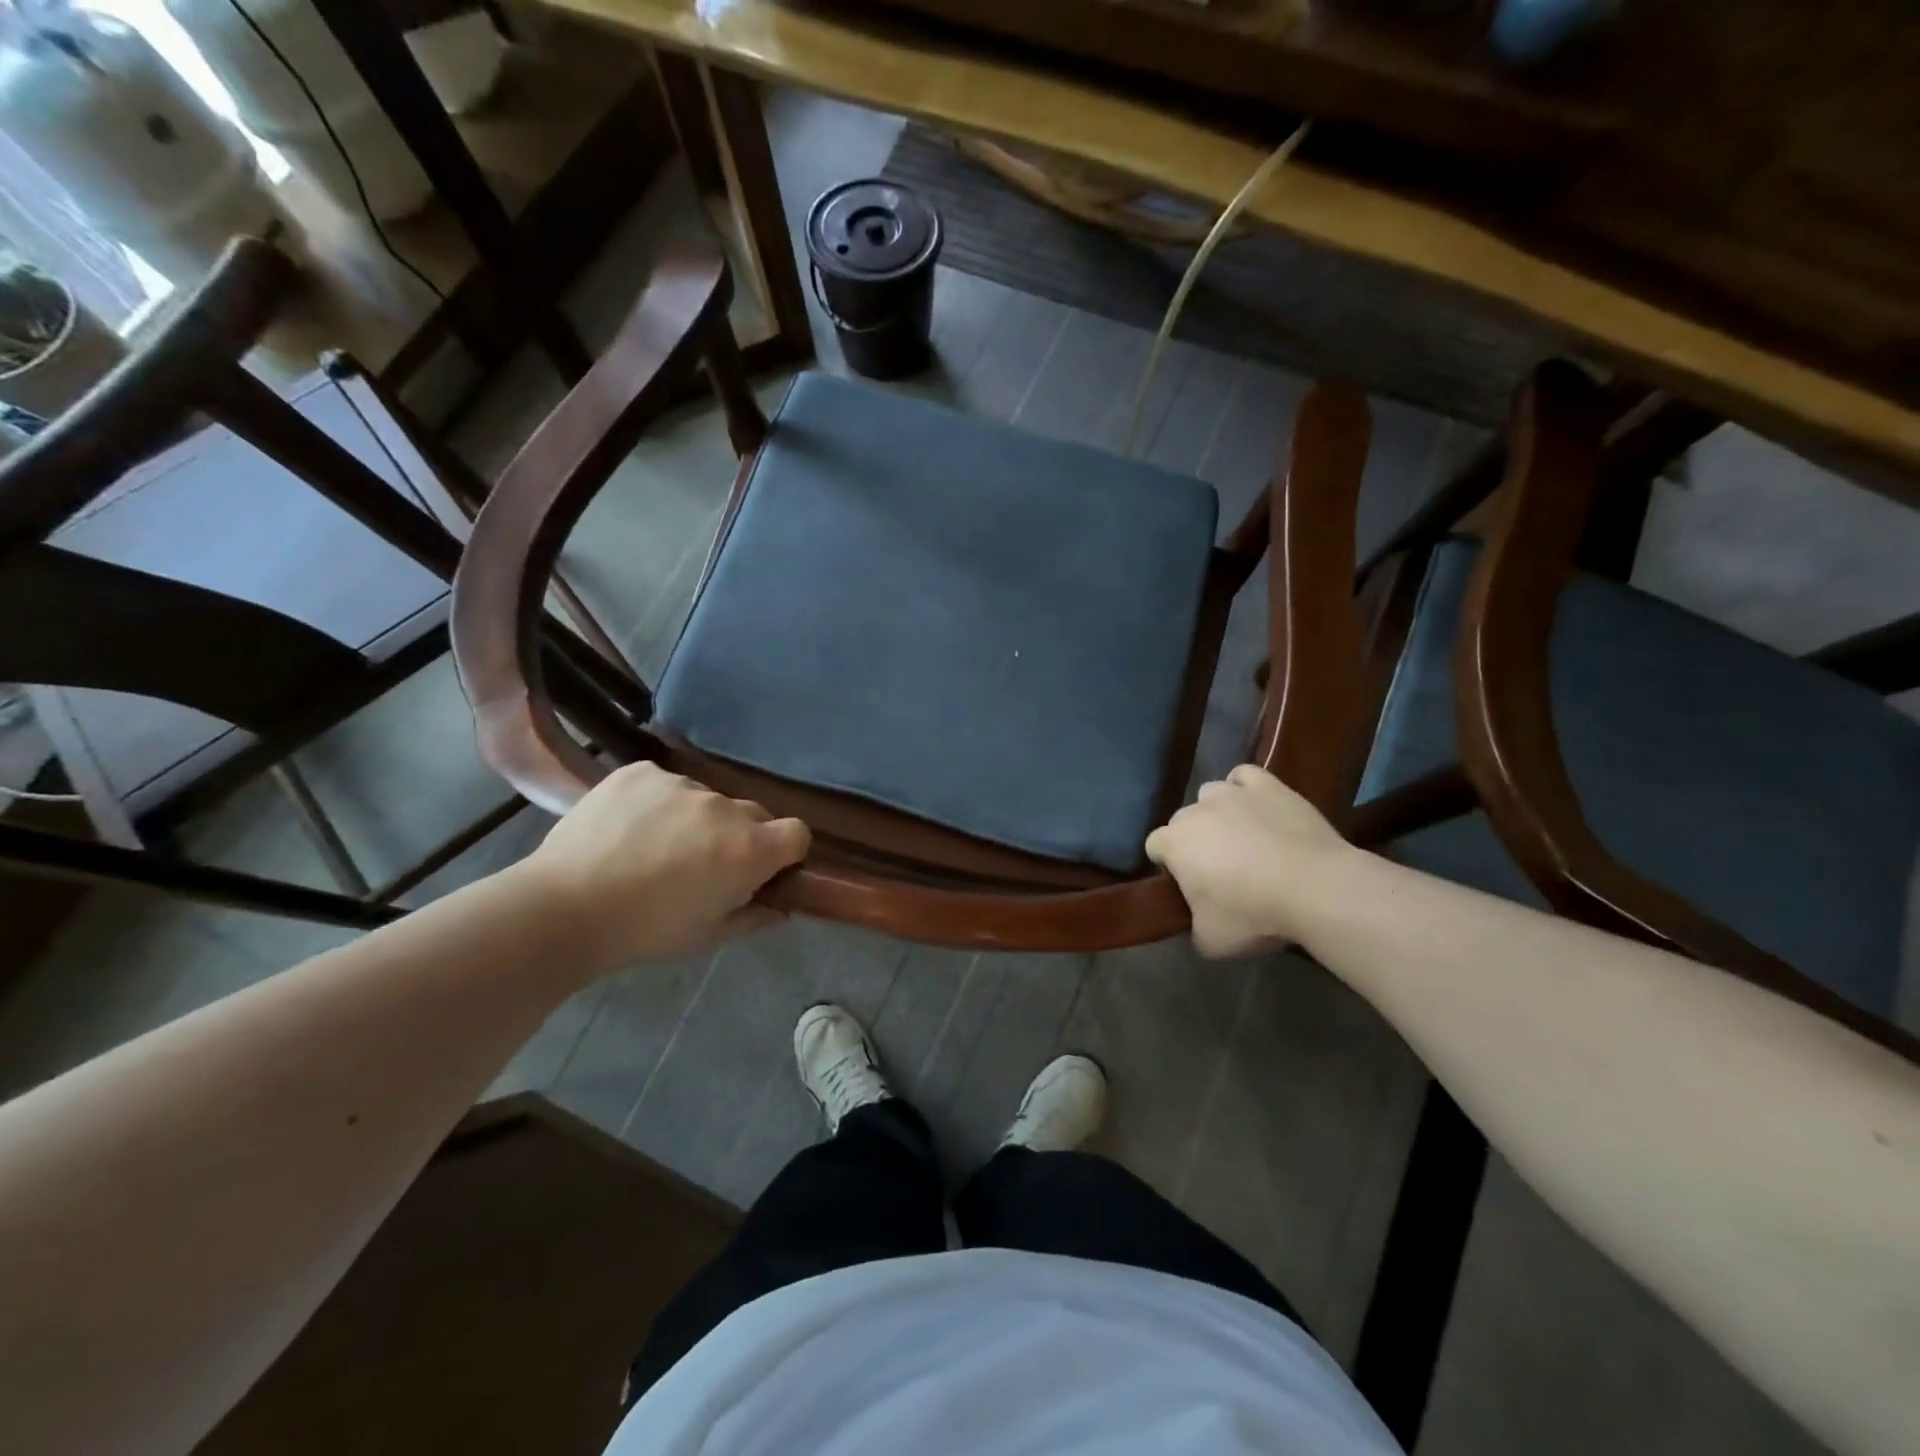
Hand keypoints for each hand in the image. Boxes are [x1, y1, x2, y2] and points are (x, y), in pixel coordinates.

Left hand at [513, 763, 810, 969]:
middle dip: (741, 835)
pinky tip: (629, 827)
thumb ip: (755, 916)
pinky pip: (666, 783)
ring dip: (697, 819)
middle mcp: (723, 807)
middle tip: (705, 863)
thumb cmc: (645, 931)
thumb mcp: (708, 936)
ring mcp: (681, 783)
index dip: (787, 851)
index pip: (798, 832)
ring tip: (655, 846)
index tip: (765, 868)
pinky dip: (658, 802)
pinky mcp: (641, 771)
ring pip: (706, 799)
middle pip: (754, 813)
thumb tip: (781, 907)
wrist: (563, 908)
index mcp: (748, 849)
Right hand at [1145, 764, 1349, 957]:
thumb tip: (1197, 921)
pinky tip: (1257, 807)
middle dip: (1194, 841)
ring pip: (1211, 794)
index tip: (1189, 887)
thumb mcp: (1211, 941)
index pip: (1154, 847)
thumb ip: (1193, 927)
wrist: (1315, 888)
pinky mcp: (1268, 786)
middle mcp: (1196, 810)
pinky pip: (1245, 777)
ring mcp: (1232, 793)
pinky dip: (1245, 789)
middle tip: (1220, 870)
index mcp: (1174, 843)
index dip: (1169, 867)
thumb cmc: (1254, 914)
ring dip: (1218, 813)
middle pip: (1183, 821)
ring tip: (1242, 838)